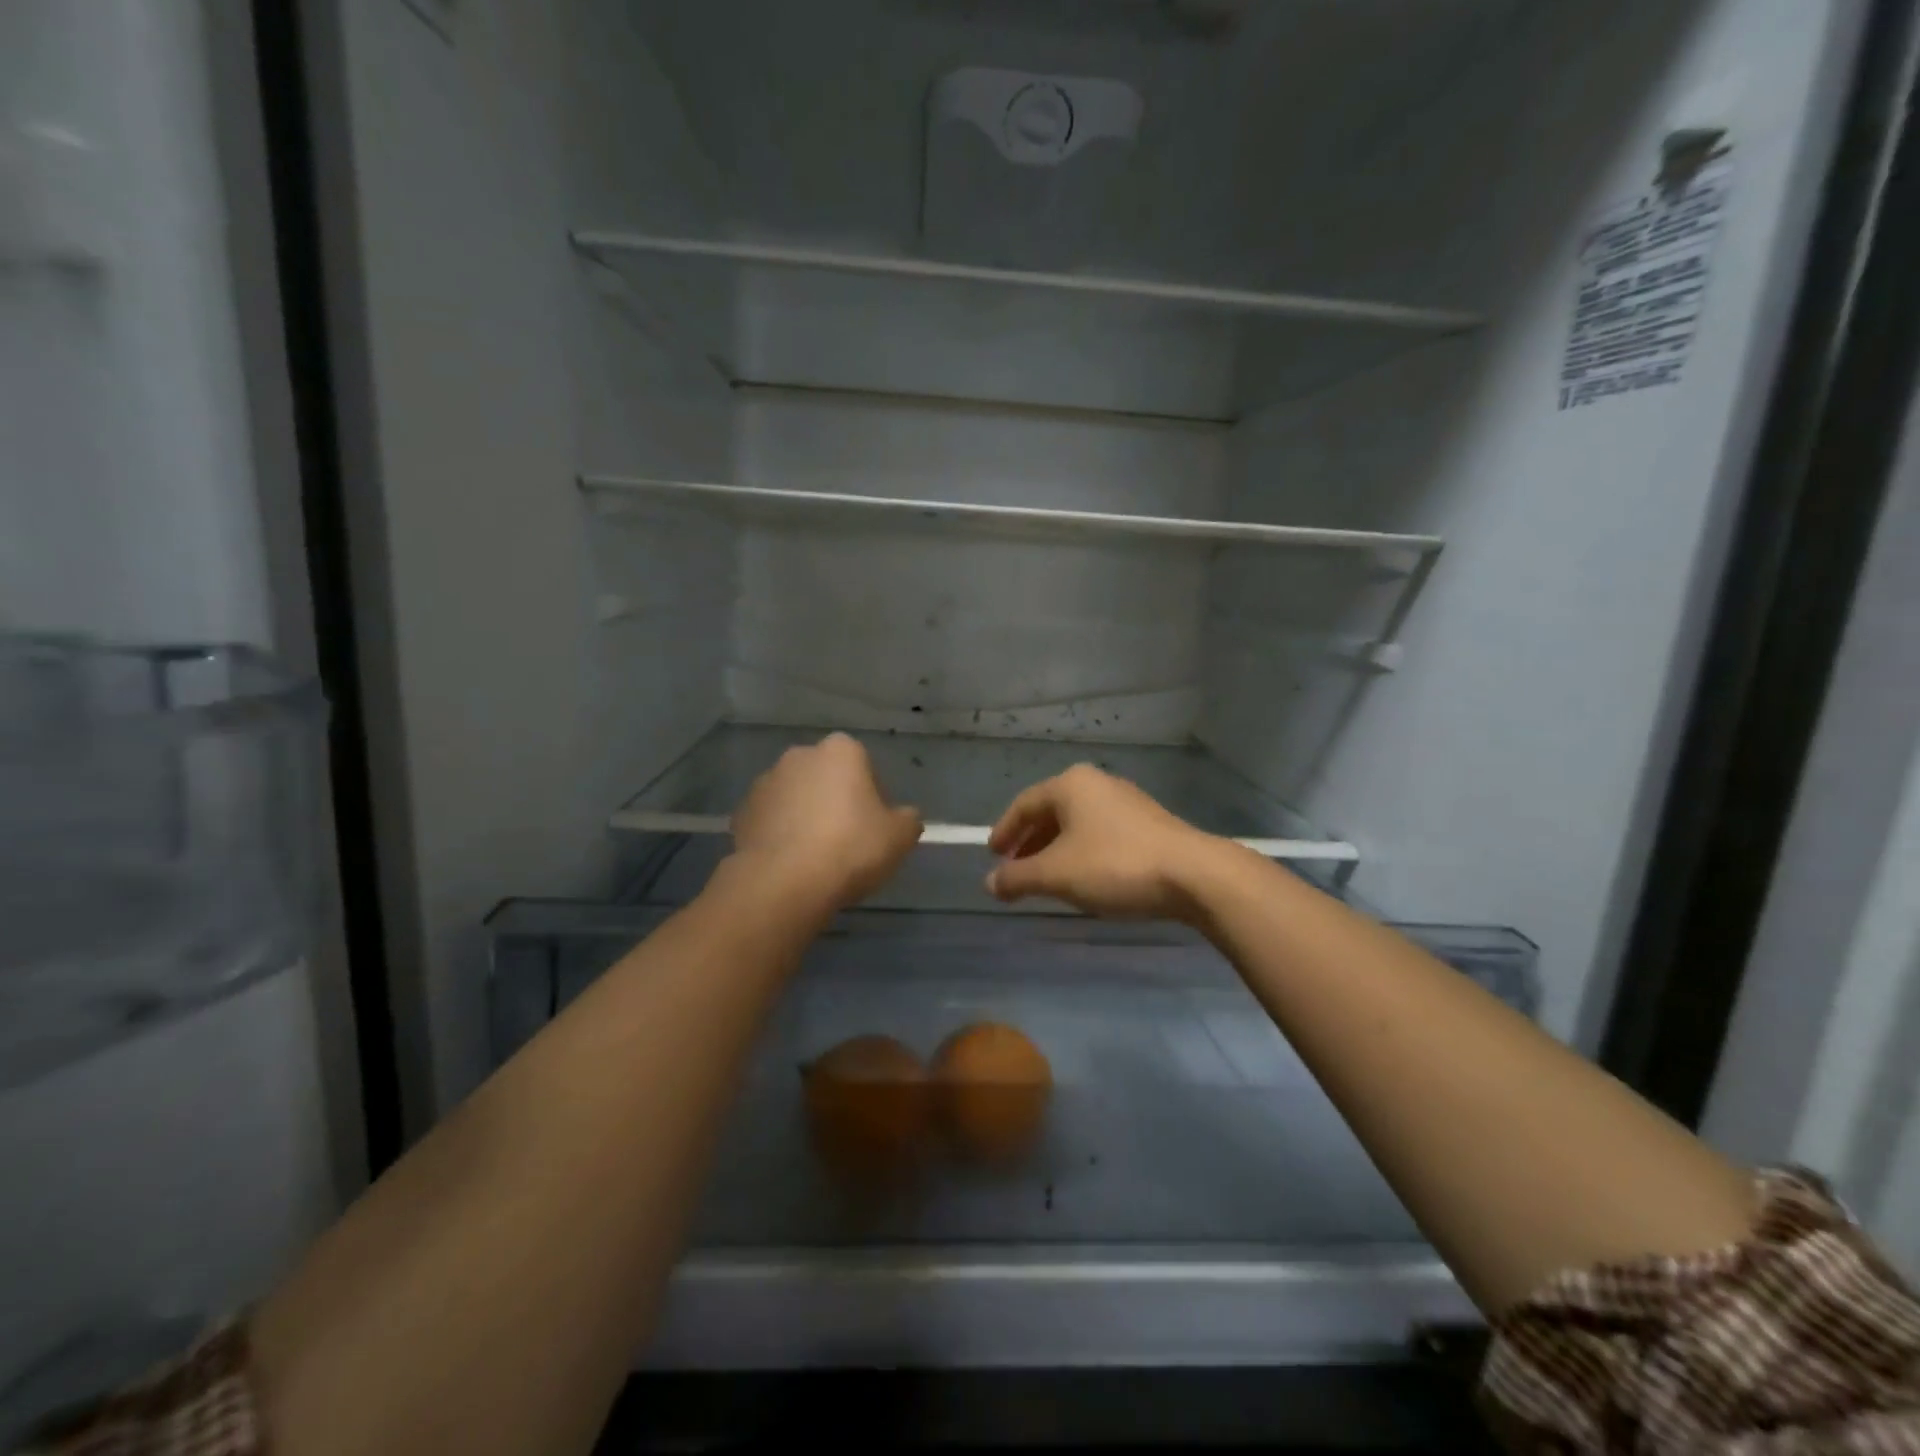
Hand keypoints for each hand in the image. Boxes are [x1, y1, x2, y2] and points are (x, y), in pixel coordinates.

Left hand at [730, 733, 923, 910]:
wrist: (784, 882)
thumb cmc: (851, 848)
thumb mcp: (900, 837)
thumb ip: (908, 819)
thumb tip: (904, 817)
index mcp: (841, 750)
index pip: (864, 765)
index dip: (873, 797)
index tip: (874, 827)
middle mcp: (800, 755)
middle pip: (827, 778)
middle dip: (836, 801)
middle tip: (848, 841)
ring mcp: (765, 782)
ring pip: (796, 797)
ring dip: (806, 816)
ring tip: (817, 857)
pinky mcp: (742, 812)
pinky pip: (771, 820)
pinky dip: (781, 834)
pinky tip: (791, 864)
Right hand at [986, 764, 1224, 919]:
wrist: (1194, 875)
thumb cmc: (1115, 865)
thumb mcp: (1057, 875)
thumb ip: (1018, 878)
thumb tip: (989, 883)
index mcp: (1070, 785)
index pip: (1024, 804)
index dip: (1004, 831)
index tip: (992, 856)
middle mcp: (1097, 783)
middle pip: (1050, 812)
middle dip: (1029, 843)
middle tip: (1014, 870)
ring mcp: (1126, 801)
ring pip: (1077, 824)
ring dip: (1055, 850)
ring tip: (1046, 879)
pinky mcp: (1148, 823)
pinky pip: (1100, 833)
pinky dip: (1082, 852)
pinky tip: (1084, 878)